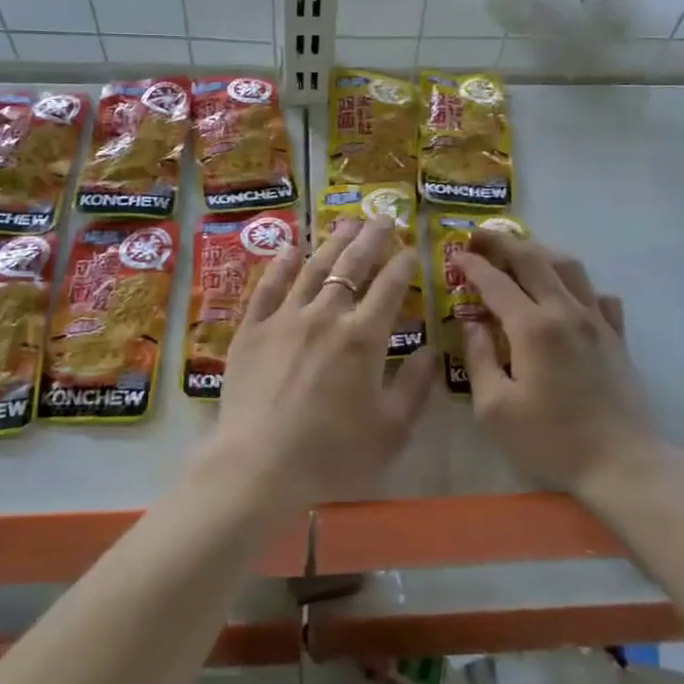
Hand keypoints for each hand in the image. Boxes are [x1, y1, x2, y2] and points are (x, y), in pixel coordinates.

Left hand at [209, 215, 437, 511]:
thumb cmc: (332, 454)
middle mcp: (326, 315)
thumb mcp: (391, 429)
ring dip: (333, 241)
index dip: (403, 263)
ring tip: (346, 222)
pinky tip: (290, 246)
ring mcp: (285, 317)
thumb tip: (430, 349)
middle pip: (352, 265)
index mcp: (364, 337)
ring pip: (313, 267)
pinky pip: (268, 286)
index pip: (390, 286)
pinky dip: (281, 263)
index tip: (411, 248)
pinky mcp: (253, 328)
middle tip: (384, 217)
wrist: (259, 466)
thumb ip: (416, 385)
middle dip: (372, 238)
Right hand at [453, 231, 664, 495]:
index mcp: (533, 327)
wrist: (622, 464)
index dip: (473, 265)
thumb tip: (471, 323)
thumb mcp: (495, 408)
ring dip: (540, 252)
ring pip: (569, 266)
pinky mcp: (617, 335)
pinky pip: (599, 294)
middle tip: (479, 237)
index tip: (454, 254)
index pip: (496, 281)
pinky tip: (567, 296)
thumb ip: (479, 358)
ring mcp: (597, 320)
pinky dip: (578, 285)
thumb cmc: (551, 440)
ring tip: (519, 253)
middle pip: (533, 259)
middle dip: (502, 242)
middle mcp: (566, 311)